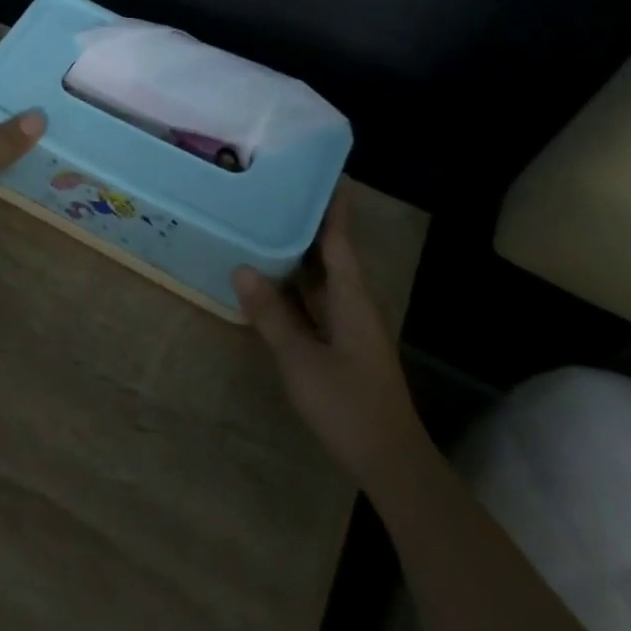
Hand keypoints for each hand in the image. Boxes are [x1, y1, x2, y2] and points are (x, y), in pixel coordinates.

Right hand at [232, 187, 420, 479]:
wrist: (389, 459)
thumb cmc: (347, 404)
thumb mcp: (301, 359)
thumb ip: (272, 314)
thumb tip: (242, 268)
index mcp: (352, 297)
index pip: (339, 238)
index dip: (331, 205)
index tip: (319, 170)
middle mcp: (355, 302)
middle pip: (330, 252)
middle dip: (307, 222)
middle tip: (274, 191)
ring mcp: (350, 324)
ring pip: (322, 277)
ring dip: (299, 253)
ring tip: (266, 224)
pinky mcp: (343, 343)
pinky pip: (317, 300)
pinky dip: (296, 284)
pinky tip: (271, 280)